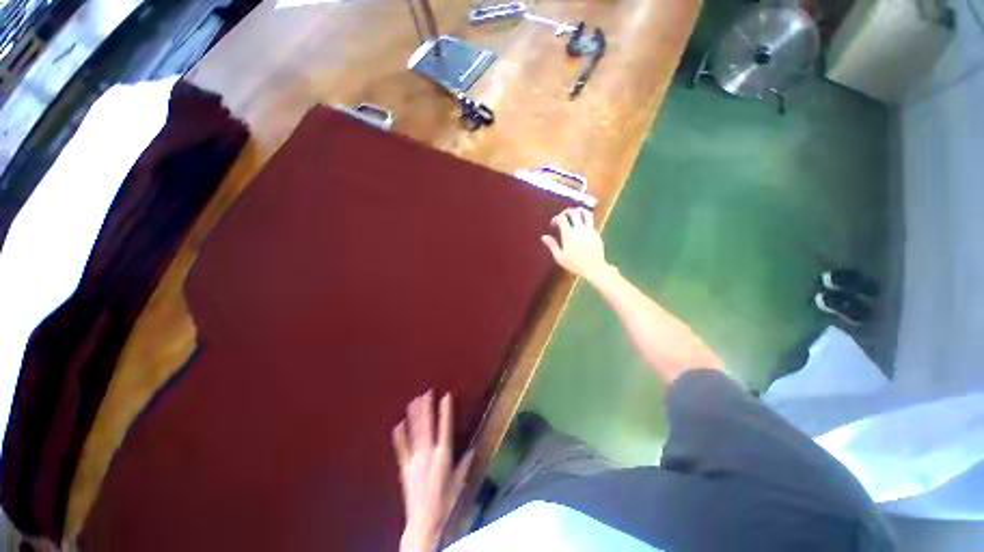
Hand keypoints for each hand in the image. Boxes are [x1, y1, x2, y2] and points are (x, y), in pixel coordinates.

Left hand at [392, 391, 473, 551]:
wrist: (423, 520)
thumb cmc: (445, 501)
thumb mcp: (459, 482)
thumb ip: (465, 464)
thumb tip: (473, 449)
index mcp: (443, 454)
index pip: (445, 427)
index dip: (445, 410)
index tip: (445, 395)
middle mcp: (428, 453)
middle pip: (427, 425)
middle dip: (426, 407)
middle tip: (426, 392)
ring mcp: (414, 459)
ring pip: (414, 432)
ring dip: (414, 415)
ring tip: (413, 401)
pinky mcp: (404, 467)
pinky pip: (401, 448)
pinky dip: (399, 436)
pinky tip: (397, 424)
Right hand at [541, 208, 614, 282]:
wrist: (593, 268)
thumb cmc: (574, 264)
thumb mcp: (560, 257)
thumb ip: (552, 245)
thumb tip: (543, 237)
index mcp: (568, 234)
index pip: (561, 218)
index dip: (556, 218)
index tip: (553, 224)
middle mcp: (579, 229)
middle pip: (574, 212)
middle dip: (566, 211)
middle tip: (563, 216)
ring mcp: (589, 230)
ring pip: (586, 213)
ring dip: (579, 210)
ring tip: (575, 214)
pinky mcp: (596, 233)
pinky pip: (591, 222)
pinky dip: (585, 220)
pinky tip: (581, 227)